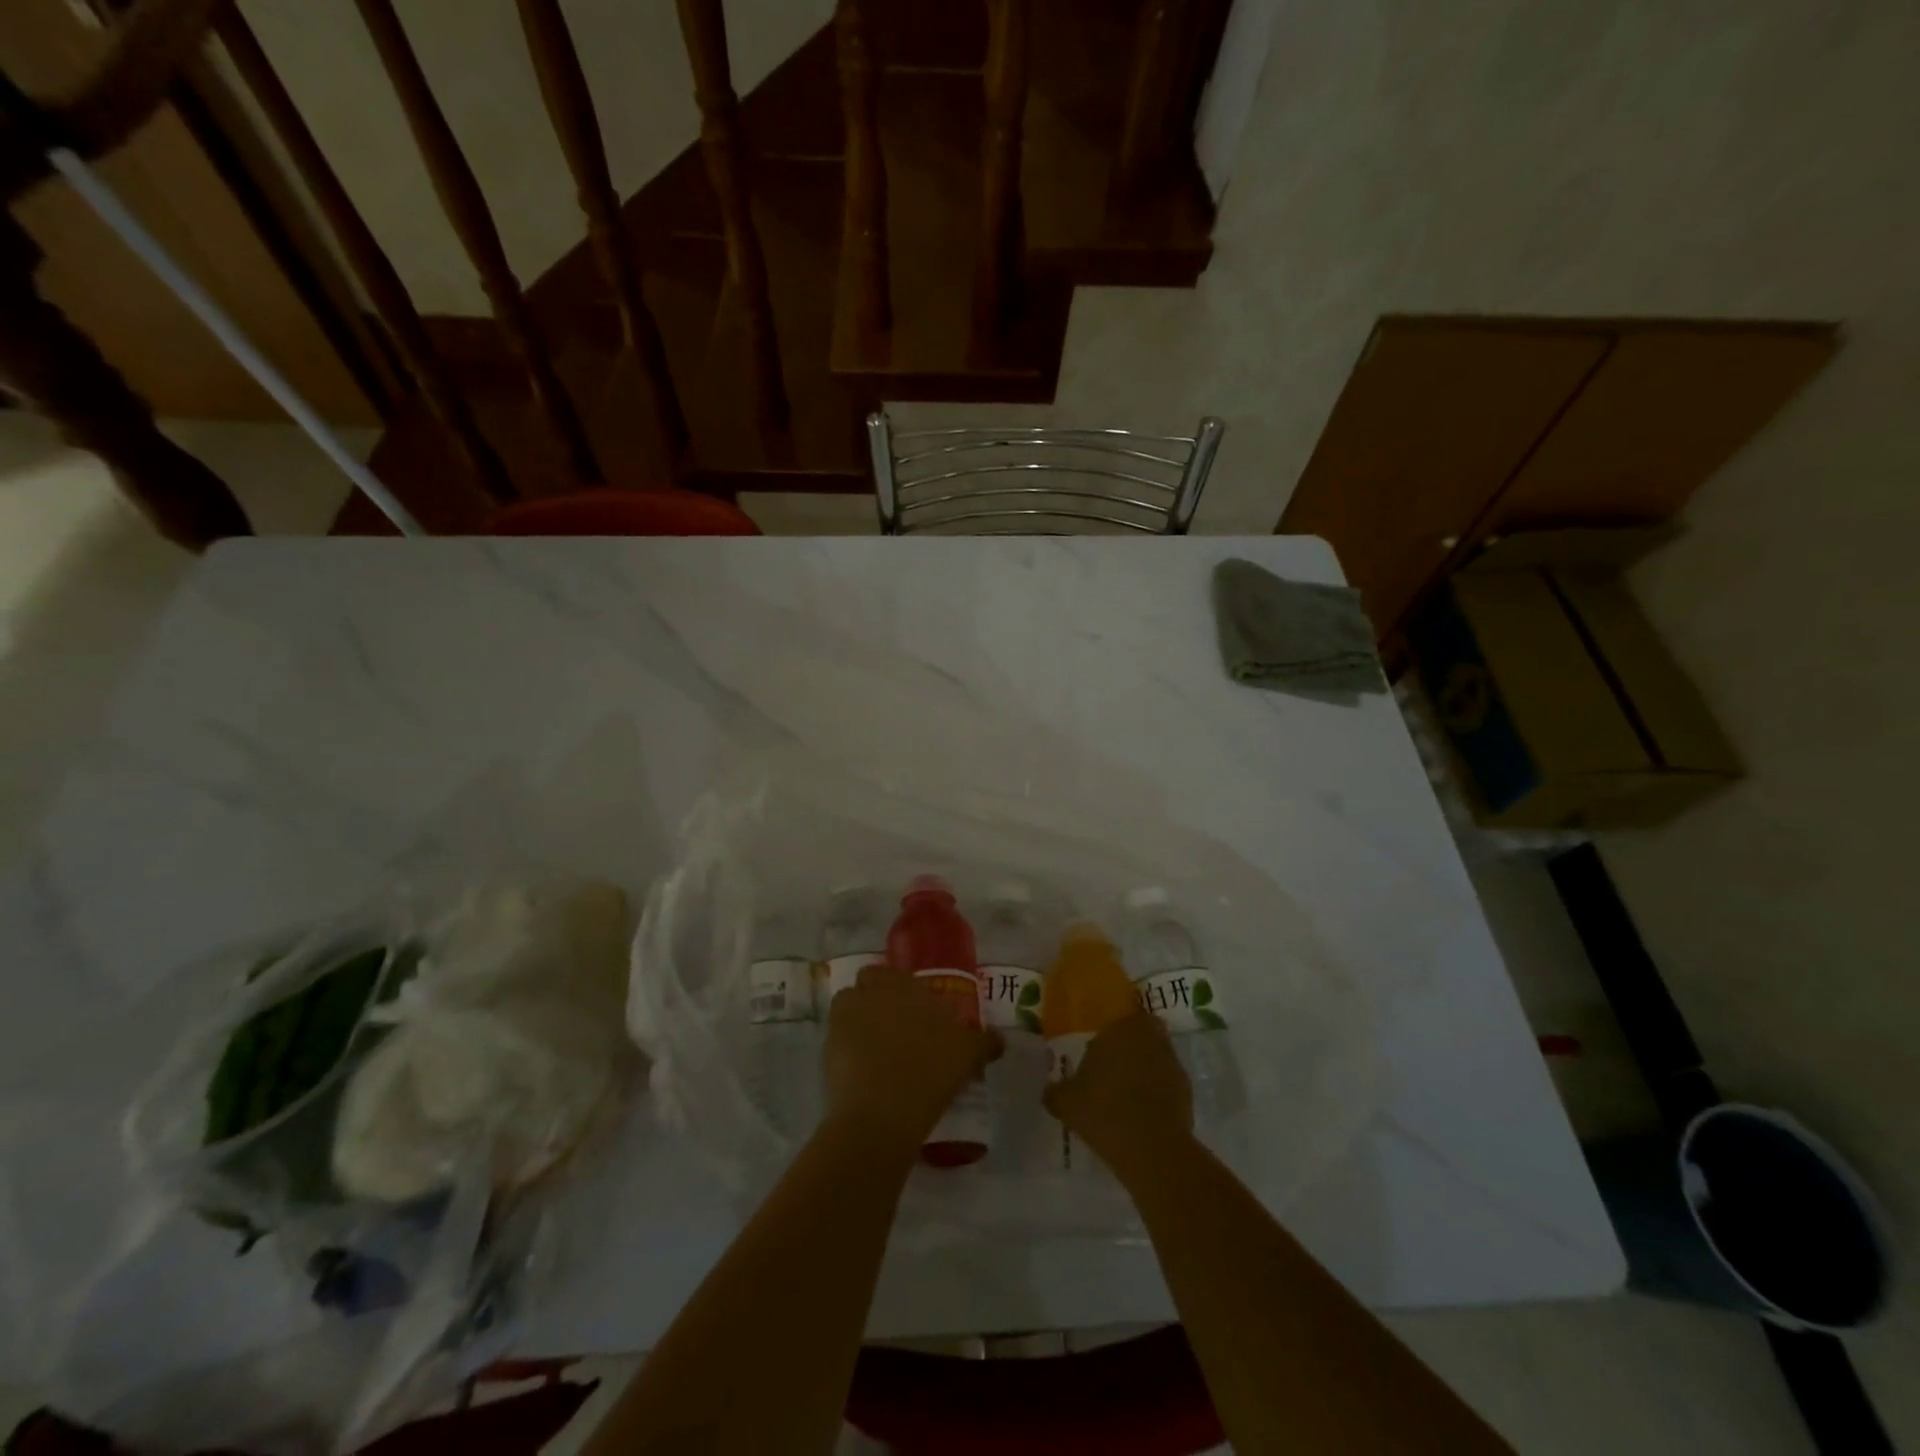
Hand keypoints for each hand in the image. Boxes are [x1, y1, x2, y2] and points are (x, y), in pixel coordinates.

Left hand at [822, 963, 1001, 1153]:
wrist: (880, 1116)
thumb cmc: (928, 1071)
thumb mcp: (967, 1055)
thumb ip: (984, 1041)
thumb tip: (999, 1038)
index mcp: (899, 985)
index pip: (892, 974)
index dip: (902, 990)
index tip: (917, 1012)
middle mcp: (867, 995)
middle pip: (866, 987)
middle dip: (877, 1001)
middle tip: (899, 1030)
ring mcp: (841, 1023)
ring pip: (848, 1012)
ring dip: (860, 1024)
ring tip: (881, 1052)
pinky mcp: (825, 1054)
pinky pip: (838, 1045)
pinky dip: (849, 1054)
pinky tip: (868, 1076)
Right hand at [1043, 1012, 1193, 1177]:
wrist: (1150, 1147)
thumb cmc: (1103, 1111)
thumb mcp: (1067, 1103)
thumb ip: (1056, 1092)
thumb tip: (1048, 1091)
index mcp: (1120, 1030)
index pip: (1122, 1018)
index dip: (1114, 1033)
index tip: (1102, 1050)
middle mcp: (1150, 1038)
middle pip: (1144, 1034)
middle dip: (1133, 1047)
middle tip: (1115, 1070)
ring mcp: (1172, 1064)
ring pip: (1158, 1058)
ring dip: (1148, 1070)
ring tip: (1128, 1095)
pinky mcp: (1187, 1092)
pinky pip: (1169, 1084)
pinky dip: (1159, 1093)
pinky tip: (1144, 1114)